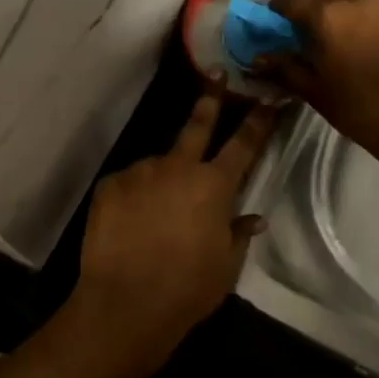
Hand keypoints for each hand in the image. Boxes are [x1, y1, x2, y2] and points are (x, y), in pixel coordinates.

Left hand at [74, 93, 274, 351]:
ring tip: (155, 217)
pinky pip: (129, 185)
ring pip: (158, 167)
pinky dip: (134, 198)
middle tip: (217, 74)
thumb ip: (238, 234)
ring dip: (162, 180)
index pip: (244, 145)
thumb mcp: (225, 266)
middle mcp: (178, 167)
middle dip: (211, 98)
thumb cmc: (187, 288)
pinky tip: (131, 225)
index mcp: (214, 185)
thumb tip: (253, 217)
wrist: (125, 303)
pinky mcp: (110, 184)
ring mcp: (141, 172)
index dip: (258, 120)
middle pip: (198, 125)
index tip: (268, 98)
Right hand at [263, 0, 378, 159]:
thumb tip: (259, 57)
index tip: (280, 18)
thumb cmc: (363, 112)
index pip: (295, 2)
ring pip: (374, 7)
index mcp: (330, 17)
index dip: (284, 10)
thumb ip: (286, 68)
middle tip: (331, 43)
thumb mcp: (317, 93)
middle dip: (330, 17)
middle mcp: (365, 0)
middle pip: (338, 1)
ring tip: (370, 49)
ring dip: (366, 22)